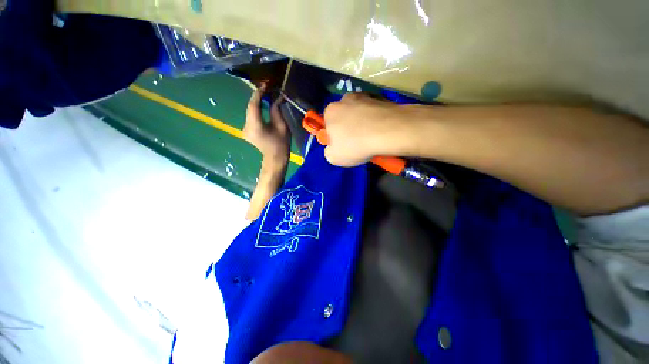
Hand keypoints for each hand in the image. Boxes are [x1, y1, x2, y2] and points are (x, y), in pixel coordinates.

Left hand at [244, 84, 291, 164]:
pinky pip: (250, 117)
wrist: (275, 158)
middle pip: (250, 107)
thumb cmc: (281, 144)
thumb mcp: (282, 126)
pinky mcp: (246, 130)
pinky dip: (256, 110)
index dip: (258, 94)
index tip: (265, 86)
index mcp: (255, 126)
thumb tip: (277, 98)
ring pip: (250, 111)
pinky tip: (263, 106)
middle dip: (258, 97)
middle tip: (267, 89)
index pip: (253, 105)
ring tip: (266, 96)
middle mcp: (246, 126)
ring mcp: (245, 129)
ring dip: (257, 103)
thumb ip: (276, 110)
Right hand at [323, 93, 400, 166]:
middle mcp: (345, 99)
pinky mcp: (381, 98)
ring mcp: (364, 96)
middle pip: (344, 116)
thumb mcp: (333, 157)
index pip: (329, 124)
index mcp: (331, 111)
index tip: (344, 145)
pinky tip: (381, 130)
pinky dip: (375, 119)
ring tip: (371, 137)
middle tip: (358, 142)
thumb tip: (334, 147)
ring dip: (363, 123)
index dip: (335, 136)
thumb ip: (329, 151)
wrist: (387, 132)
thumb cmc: (355, 145)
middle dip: (349, 128)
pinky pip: (374, 111)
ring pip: (360, 113)